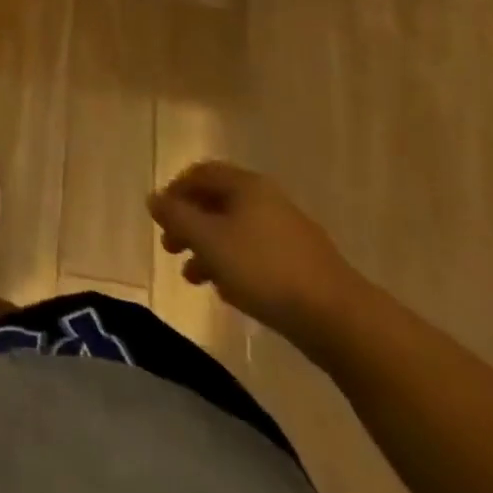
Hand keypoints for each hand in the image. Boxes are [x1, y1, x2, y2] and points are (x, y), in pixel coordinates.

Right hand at [147, 161, 367, 351]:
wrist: (338, 318)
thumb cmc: (264, 269)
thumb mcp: (209, 240)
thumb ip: (177, 216)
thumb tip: (153, 198)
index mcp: (246, 185)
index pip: (201, 173)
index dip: (175, 190)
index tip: (160, 217)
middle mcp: (267, 200)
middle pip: (217, 202)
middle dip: (189, 223)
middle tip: (169, 247)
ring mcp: (287, 231)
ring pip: (235, 231)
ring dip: (208, 249)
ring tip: (192, 277)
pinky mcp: (301, 263)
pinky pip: (255, 253)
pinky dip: (233, 264)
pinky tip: (225, 290)